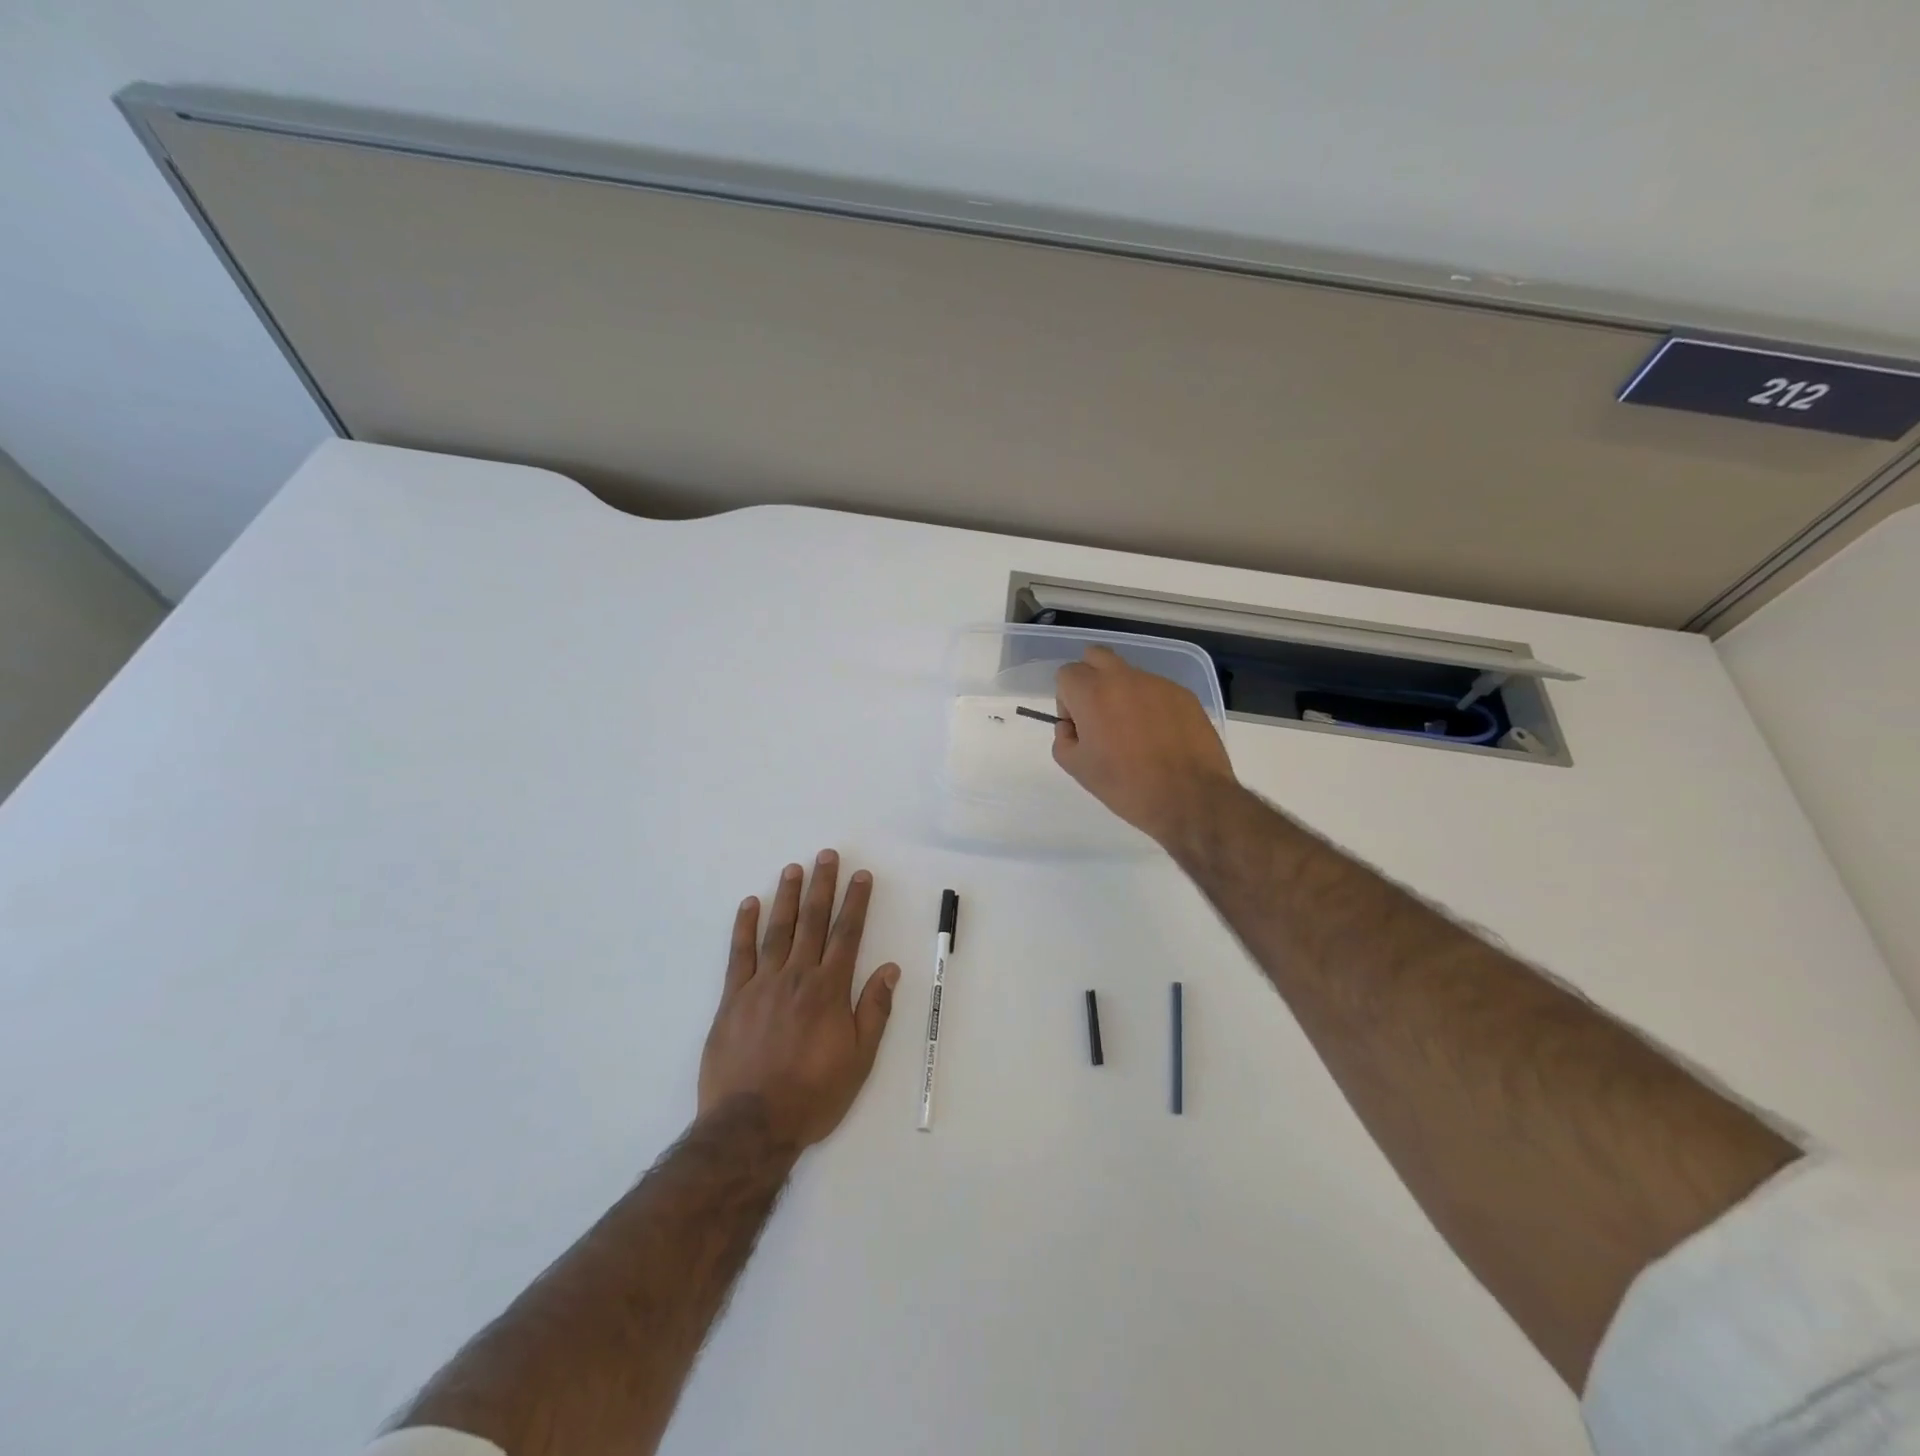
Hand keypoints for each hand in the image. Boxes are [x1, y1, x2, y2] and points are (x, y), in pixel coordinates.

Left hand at [698, 850, 900, 1150]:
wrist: (752, 1124)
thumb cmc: (813, 1094)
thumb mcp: (859, 1059)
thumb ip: (874, 1010)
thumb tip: (890, 969)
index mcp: (830, 990)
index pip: (847, 934)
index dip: (855, 902)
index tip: (861, 876)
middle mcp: (797, 977)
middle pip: (813, 922)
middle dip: (822, 886)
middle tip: (826, 855)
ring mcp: (762, 984)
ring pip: (778, 930)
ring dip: (787, 896)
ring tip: (793, 868)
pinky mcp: (733, 998)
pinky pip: (739, 954)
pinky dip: (744, 926)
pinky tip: (749, 904)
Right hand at [1052, 646, 1235, 846]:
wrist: (1190, 798)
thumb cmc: (1126, 786)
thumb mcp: (1078, 769)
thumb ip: (1064, 738)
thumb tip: (1072, 726)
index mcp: (1092, 693)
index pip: (1066, 674)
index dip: (1067, 701)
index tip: (1079, 727)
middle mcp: (1124, 678)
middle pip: (1096, 656)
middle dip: (1090, 679)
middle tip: (1099, 716)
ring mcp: (1158, 683)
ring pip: (1129, 674)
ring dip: (1122, 694)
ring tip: (1135, 733)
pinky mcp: (1184, 694)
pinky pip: (1156, 690)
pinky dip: (1150, 706)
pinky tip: (1160, 737)